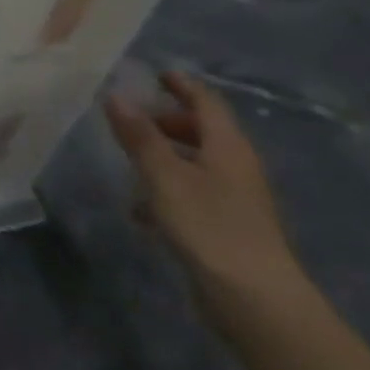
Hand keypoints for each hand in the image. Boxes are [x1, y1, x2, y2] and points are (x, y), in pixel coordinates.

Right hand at [104, 71, 308, 320]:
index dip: (183, 86)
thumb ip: (140, 137)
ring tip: (129, 162)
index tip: (158, 73)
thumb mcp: (164, 176)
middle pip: (203, 132)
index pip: (207, 103)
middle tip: (132, 120)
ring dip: (165, 156)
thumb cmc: (208, 226)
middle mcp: (236, 166)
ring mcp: (234, 198)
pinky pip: (193, 192)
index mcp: (227, 147)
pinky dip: (167, 188)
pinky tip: (142, 209)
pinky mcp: (226, 225)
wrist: (252, 296)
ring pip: (196, 163)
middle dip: (169, 121)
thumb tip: (116, 96)